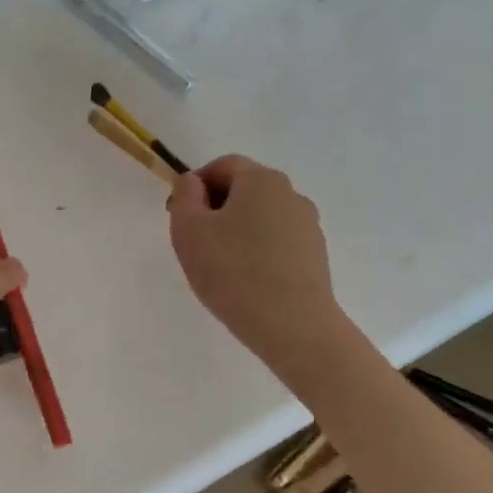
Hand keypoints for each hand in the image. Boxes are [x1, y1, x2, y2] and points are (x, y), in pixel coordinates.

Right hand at [168, 155, 341, 388]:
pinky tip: (245, 280)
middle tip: (194, 242)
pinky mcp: (315, 255)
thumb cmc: (233, 272)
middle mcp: (290, 194)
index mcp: (261, 180)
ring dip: (237, 230)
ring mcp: (308, 225)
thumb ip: (185, 197)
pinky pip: (277, 241)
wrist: (293, 326)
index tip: (178, 214)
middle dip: (216, 207)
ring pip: (261, 216)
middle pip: (245, 189)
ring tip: (220, 265)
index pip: (223, 165)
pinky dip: (257, 251)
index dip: (195, 184)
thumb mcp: (189, 230)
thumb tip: (194, 183)